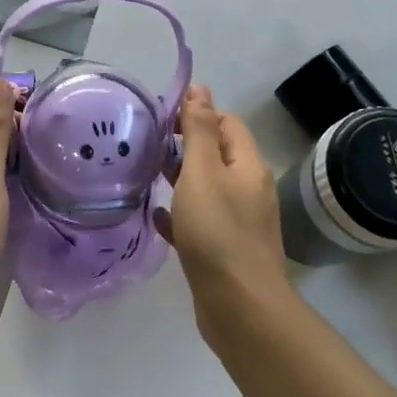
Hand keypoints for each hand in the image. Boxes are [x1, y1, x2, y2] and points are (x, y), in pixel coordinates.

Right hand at [159, 84, 286, 321]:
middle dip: (186, 146)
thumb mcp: (202, 172)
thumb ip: (198, 129)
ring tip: (148, 175)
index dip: (197, 114)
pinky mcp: (225, 251)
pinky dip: (180, 215)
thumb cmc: (217, 233)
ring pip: (207, 189)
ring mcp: (239, 222)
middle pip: (217, 154)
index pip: (227, 123)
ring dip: (181, 179)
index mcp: (247, 166)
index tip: (163, 121)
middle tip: (150, 148)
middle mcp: (248, 190)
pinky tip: (157, 217)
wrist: (240, 309)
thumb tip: (200, 87)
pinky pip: (201, 222)